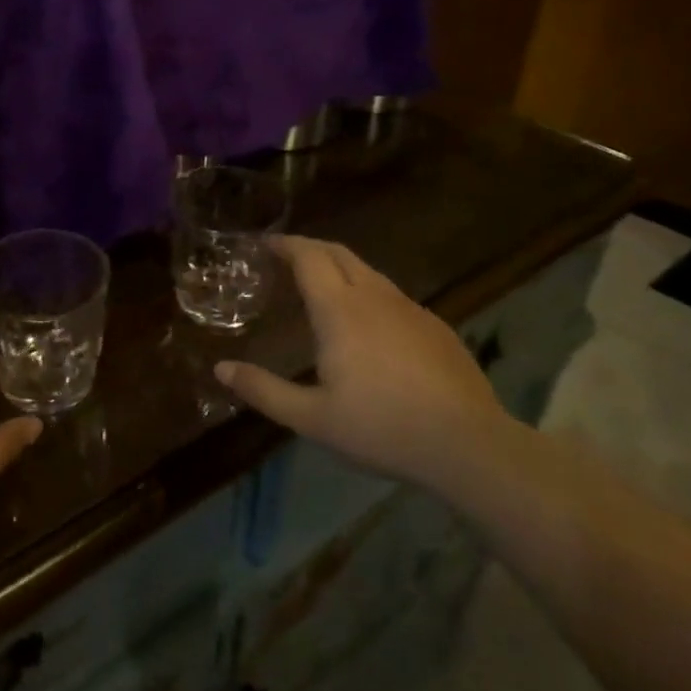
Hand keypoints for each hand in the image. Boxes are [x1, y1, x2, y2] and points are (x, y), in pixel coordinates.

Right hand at [215, 236, 506, 485]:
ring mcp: (411, 309)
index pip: (308, 256)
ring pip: (369, 272)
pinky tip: (369, 325)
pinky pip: (393, 296)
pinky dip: (368, 292)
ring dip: (340, 268)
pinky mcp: (437, 327)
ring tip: (322, 287)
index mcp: (339, 310)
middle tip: (286, 257)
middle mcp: (375, 297)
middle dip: (309, 247)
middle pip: (338, 253)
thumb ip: (263, 390)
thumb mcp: (312, 418)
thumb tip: (221, 369)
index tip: (264, 244)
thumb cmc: (381, 428)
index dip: (284, 244)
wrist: (469, 446)